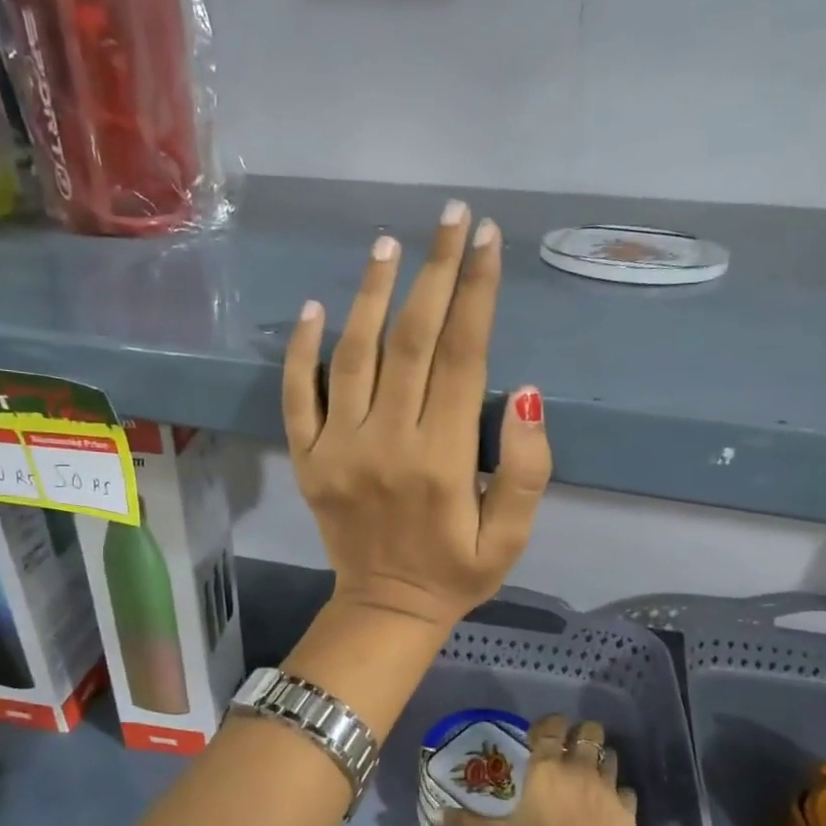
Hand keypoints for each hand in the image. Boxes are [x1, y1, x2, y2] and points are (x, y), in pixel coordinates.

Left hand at [282, 201, 551, 632]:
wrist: (385, 609)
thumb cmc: (456, 572)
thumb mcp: (511, 537)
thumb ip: (528, 469)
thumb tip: (528, 393)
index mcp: (444, 459)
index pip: (464, 357)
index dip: (478, 292)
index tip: (488, 240)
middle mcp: (388, 443)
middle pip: (412, 340)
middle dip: (436, 271)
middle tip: (450, 216)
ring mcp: (339, 449)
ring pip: (353, 355)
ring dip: (372, 294)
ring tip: (389, 245)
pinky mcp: (307, 459)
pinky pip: (298, 396)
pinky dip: (302, 350)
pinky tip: (315, 306)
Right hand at [443, 715, 636, 825]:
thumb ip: (468, 823)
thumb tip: (436, 816)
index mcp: (547, 768)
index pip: (551, 726)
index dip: (547, 724)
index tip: (540, 735)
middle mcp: (579, 768)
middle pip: (589, 730)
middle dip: (581, 733)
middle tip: (568, 749)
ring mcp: (607, 787)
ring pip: (611, 755)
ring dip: (600, 759)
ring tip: (589, 774)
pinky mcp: (627, 810)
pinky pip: (625, 789)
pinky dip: (617, 792)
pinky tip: (607, 805)